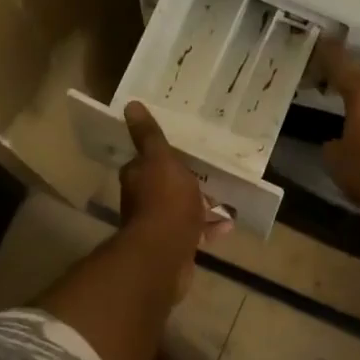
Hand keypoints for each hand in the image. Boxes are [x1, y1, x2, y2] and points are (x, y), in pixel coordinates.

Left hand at [119, 102, 231, 298]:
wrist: (164, 254)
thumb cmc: (164, 200)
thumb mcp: (160, 159)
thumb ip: (148, 135)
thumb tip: (130, 105)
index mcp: (137, 177)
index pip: (145, 161)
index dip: (161, 154)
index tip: (181, 149)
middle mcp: (142, 200)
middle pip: (164, 185)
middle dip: (184, 180)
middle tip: (209, 171)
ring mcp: (158, 225)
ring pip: (181, 209)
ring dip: (200, 204)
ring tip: (225, 196)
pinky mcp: (175, 246)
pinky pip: (194, 232)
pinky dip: (210, 227)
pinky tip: (229, 223)